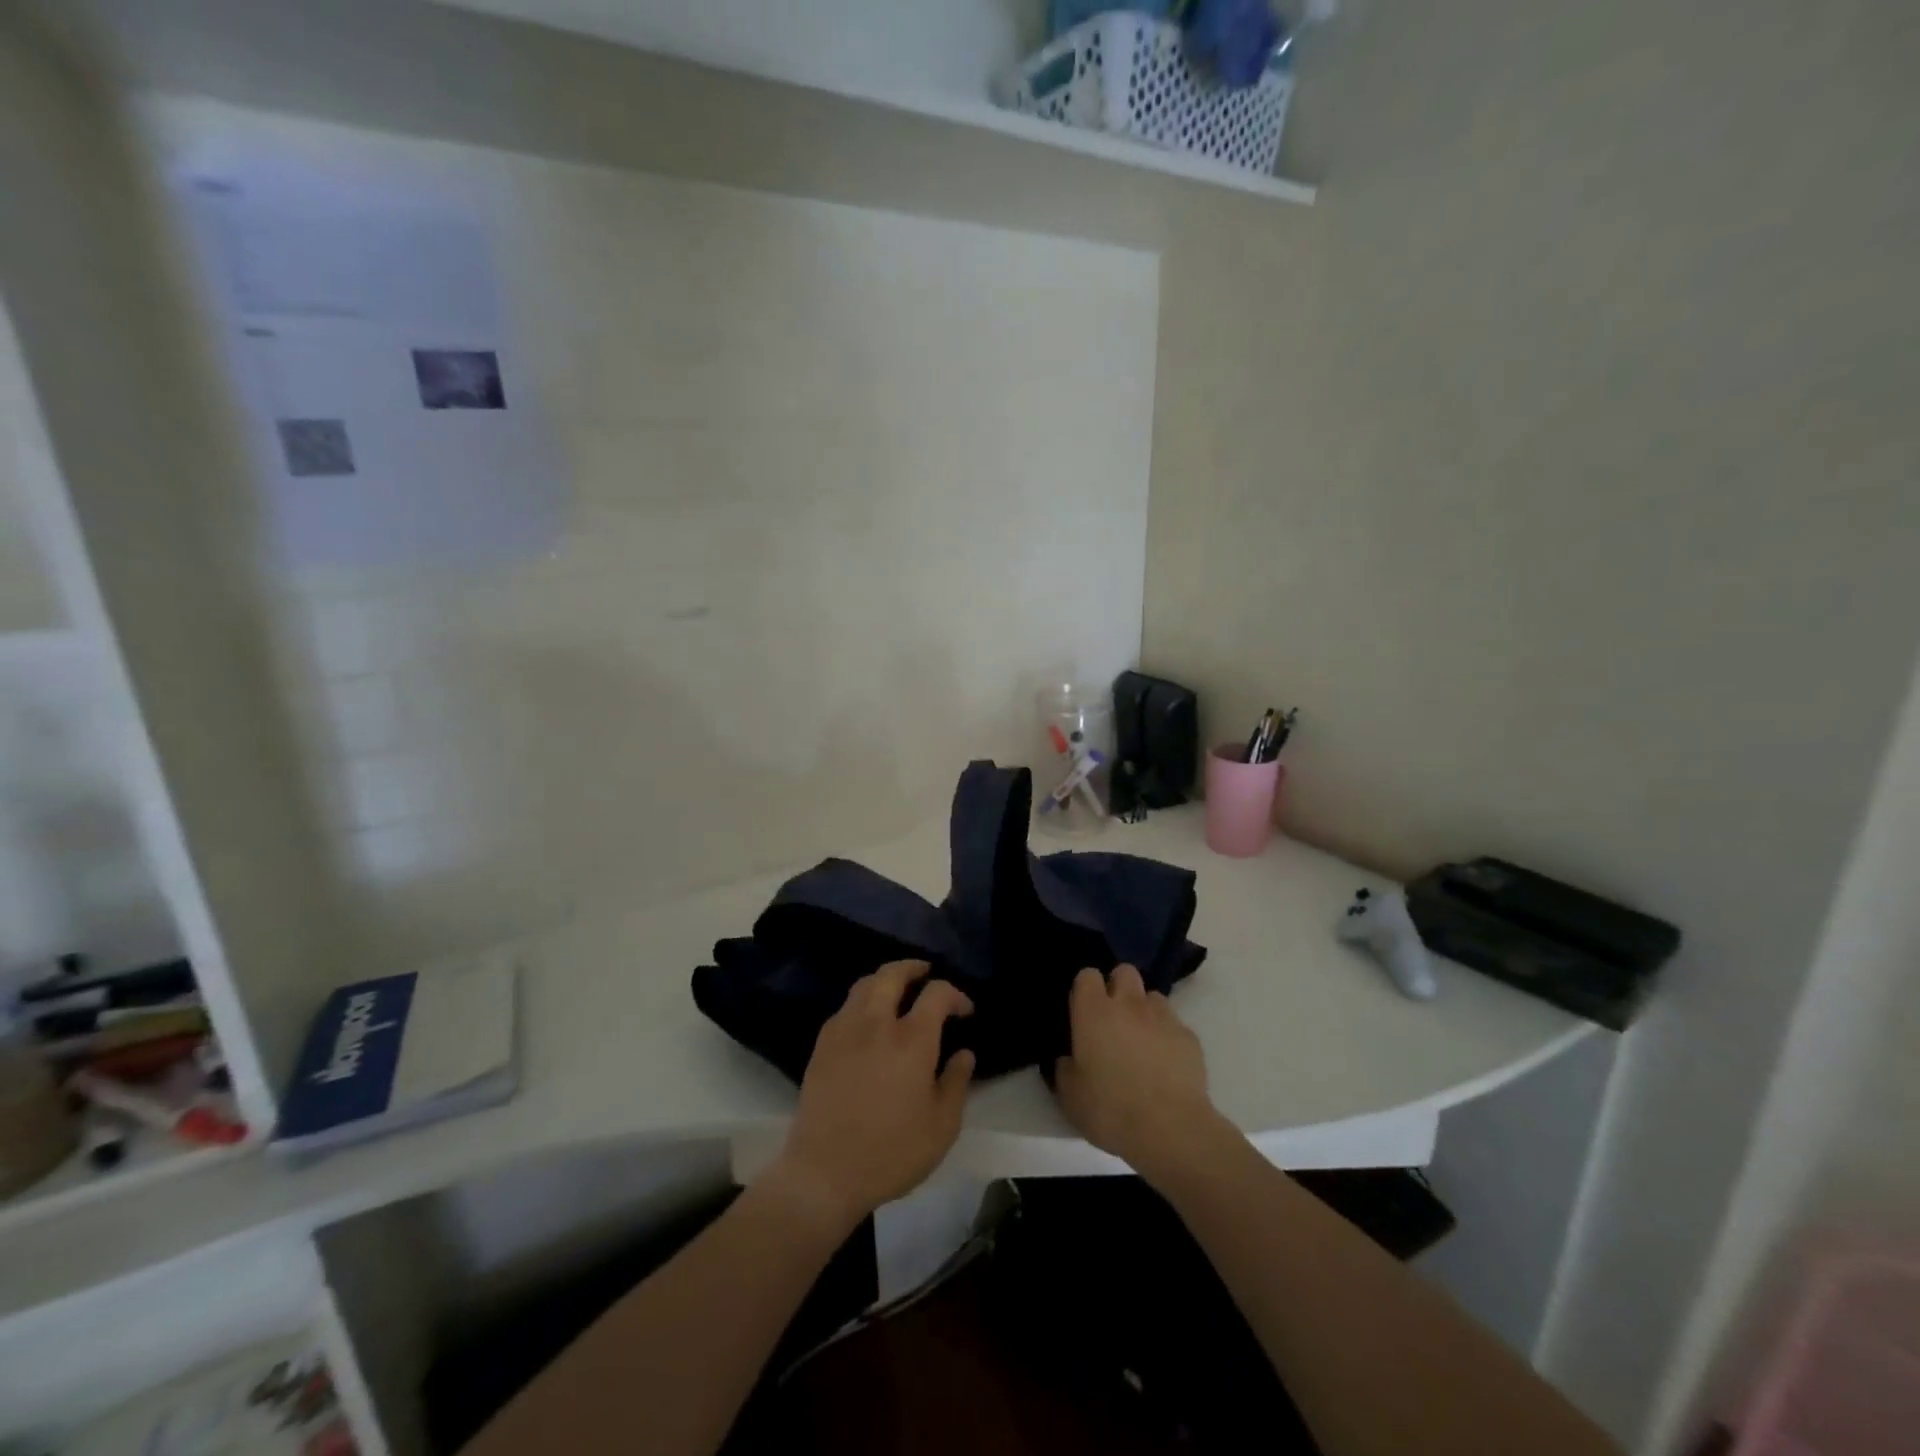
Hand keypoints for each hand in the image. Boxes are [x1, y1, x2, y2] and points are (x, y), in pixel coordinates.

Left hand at [765, 960, 975, 1232]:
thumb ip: (956, 1083)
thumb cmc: (891, 1152)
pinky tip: (867, 1021)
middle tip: (926, 973)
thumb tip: (963, 1054)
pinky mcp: (822, 1046)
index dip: (955, 995)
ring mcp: (844, 1031)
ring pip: (864, 984)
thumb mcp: (942, 1126)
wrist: (824, 1172)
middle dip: (913, 967)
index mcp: (912, 1040)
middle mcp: (876, 1023)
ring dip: (885, 979)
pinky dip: (862, 1001)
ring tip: (897, 990)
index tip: (964, 1010)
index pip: (936, 993)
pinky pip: (845, 1007)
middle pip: (893, 974)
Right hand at [1053, 964, 1227, 1185]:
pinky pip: (1174, 1024)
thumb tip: (1068, 1059)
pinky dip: (1168, 1036)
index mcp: (1093, 1012)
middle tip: (1113, 1019)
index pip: (1087, 975)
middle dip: (1118, 987)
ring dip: (1145, 1011)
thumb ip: (1065, 1069)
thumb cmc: (1110, 1109)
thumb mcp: (1070, 1096)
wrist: (1170, 1129)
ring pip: (1152, 996)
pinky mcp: (1189, 1037)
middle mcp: (1128, 1004)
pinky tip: (1166, 1063)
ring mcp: (1162, 1017)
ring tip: (1142, 1040)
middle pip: (1124, 971)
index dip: (1085, 989)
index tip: (1083, 1011)